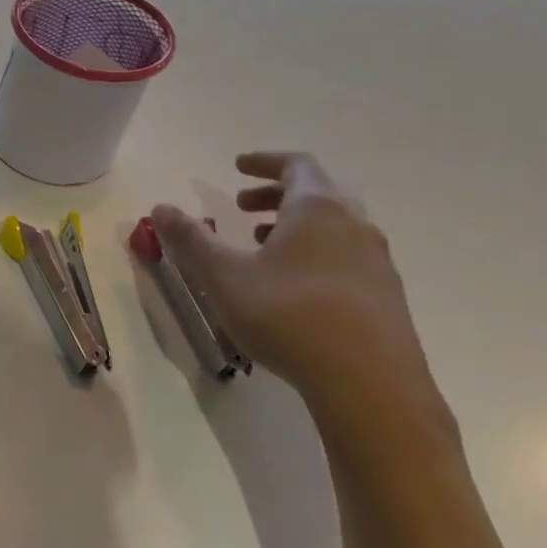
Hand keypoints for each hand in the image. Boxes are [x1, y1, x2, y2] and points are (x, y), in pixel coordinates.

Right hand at [152, 152, 457, 457]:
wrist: (370, 385)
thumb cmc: (288, 315)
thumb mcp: (223, 276)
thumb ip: (191, 239)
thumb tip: (161, 207)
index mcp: (317, 210)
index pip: (296, 166)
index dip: (264, 161)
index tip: (237, 166)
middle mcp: (354, 226)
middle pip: (317, 193)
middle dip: (275, 194)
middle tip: (240, 206)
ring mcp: (376, 262)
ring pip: (333, 227)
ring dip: (294, 225)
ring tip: (261, 245)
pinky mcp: (385, 296)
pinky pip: (345, 255)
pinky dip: (314, 252)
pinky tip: (291, 285)